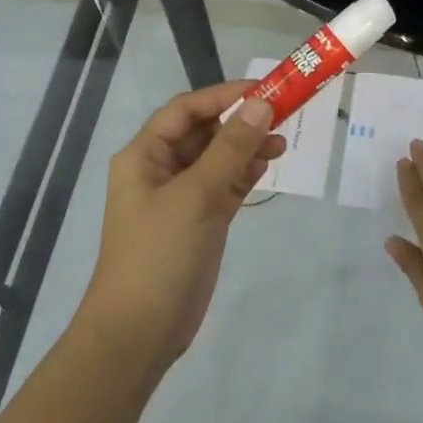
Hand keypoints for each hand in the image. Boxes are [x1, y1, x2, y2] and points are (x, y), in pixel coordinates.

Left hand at [78, 81, 285, 371]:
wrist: (139, 331)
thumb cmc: (159, 254)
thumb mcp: (196, 195)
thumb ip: (231, 149)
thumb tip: (261, 104)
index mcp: (145, 155)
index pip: (186, 110)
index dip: (224, 96)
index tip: (265, 91)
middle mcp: (160, 170)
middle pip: (204, 132)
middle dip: (240, 122)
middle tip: (282, 117)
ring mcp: (181, 198)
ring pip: (218, 160)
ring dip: (246, 148)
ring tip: (282, 145)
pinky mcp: (199, 222)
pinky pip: (224, 186)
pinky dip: (244, 175)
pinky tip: (266, 167)